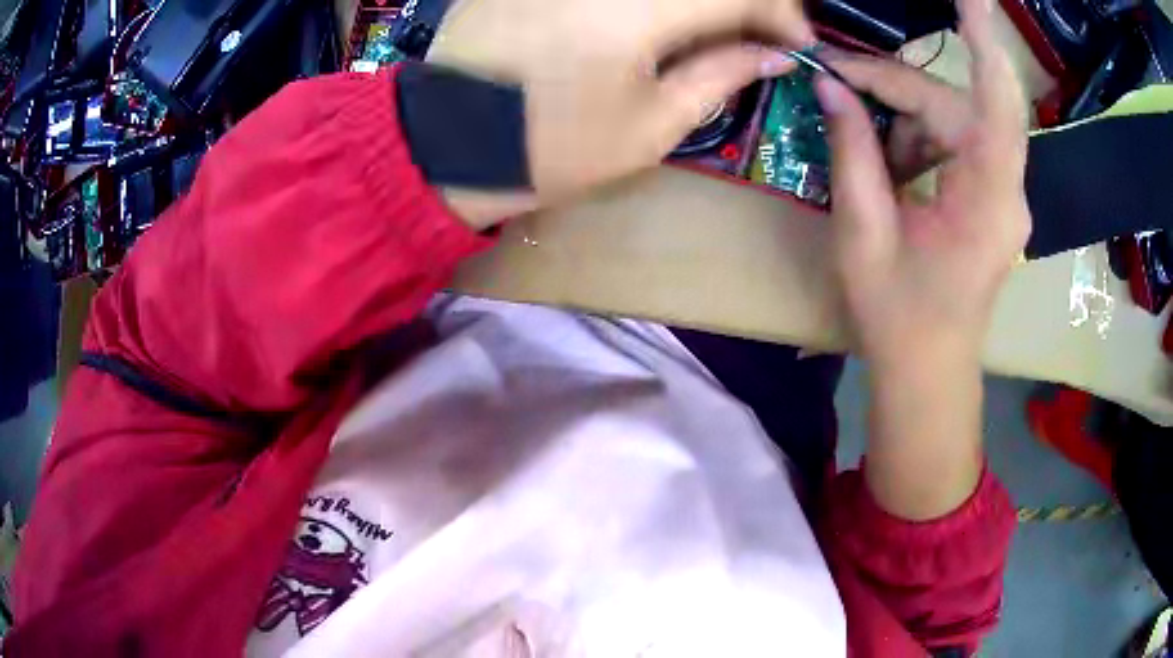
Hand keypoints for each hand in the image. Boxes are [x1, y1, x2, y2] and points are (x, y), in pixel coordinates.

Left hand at [429, 0, 811, 224]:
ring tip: (720, 29)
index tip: (797, 45)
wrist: (445, 142)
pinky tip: (667, 18)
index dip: (781, 15)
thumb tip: (774, 55)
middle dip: (749, 2)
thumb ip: (721, 75)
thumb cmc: (547, 148)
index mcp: (639, 10)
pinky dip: (662, 0)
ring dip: (706, 1)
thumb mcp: (649, 127)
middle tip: (762, 34)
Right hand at [816, 0, 1029, 373]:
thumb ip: (852, 152)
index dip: (984, 46)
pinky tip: (888, 162)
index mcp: (988, 200)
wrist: (928, 374)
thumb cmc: (897, 319)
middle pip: (958, 106)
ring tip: (858, 135)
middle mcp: (1007, 190)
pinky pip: (957, 144)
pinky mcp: (992, 199)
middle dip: (897, 87)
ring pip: (956, 121)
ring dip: (904, 117)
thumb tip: (830, 84)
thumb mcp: (863, 234)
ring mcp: (1002, 194)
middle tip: (836, 76)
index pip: (995, 106)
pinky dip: (917, 140)